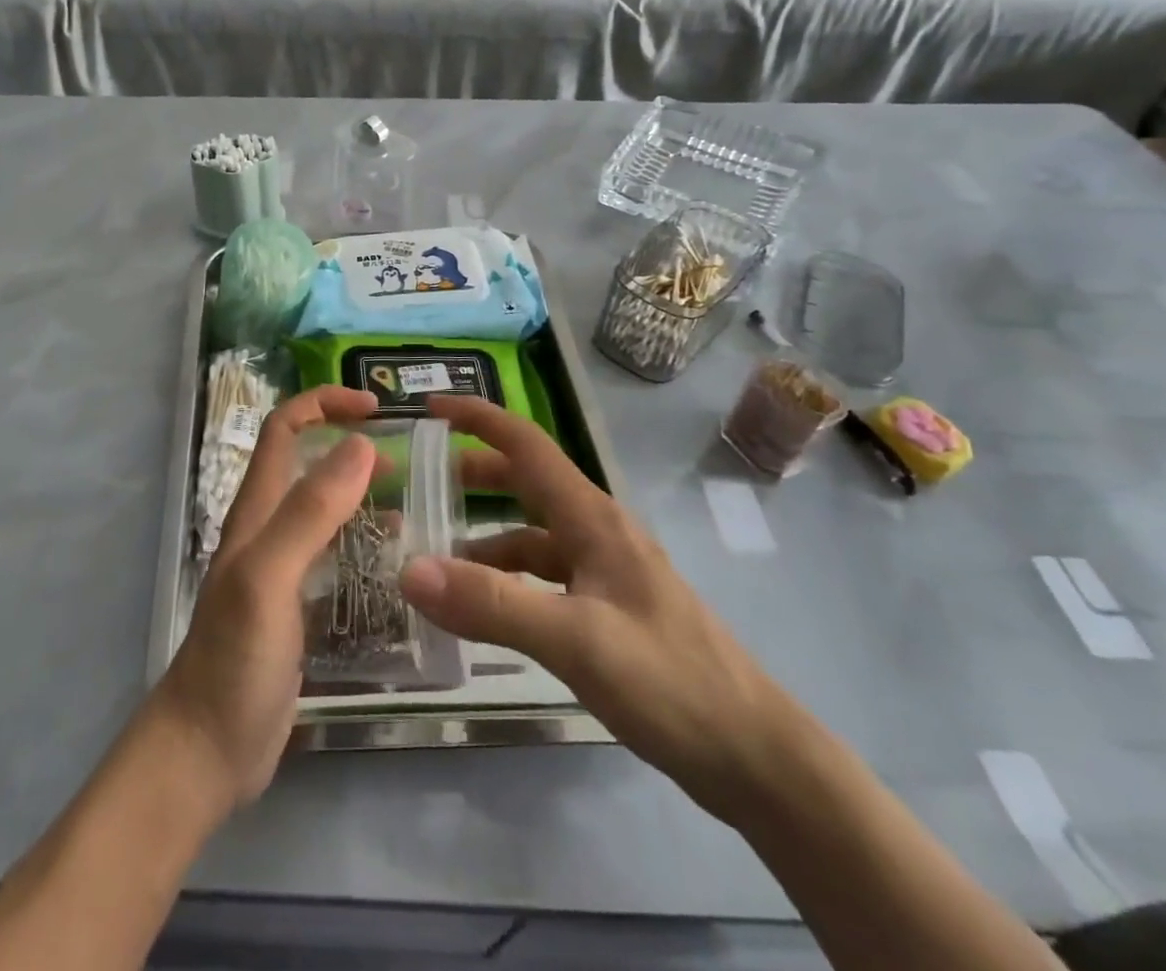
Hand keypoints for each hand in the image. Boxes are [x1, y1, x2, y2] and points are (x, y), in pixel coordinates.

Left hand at [150, 386, 378, 809]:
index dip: (323, 403)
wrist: (207, 750)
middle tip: (407, 455)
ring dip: (362, 490)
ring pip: (324, 508)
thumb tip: (358, 444)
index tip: (375, 407)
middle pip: (307, 463)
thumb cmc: (234, 660)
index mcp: (257, 511)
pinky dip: (365, 540)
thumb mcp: (269, 577)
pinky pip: (335, 555)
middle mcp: (268, 528)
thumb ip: (310, 512)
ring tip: (414, 497)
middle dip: (349, 442)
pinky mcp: (298, 605)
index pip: (284, 429)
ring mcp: (283, 568)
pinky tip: (398, 559)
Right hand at [399, 396, 797, 821]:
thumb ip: (492, 605)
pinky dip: (507, 581)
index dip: (479, 418)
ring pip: (532, 535)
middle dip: (475, 474)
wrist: (756, 758)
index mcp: (592, 518)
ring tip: (436, 558)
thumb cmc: (671, 682)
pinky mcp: (607, 610)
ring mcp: (605, 572)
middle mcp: (597, 533)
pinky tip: (484, 610)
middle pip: (527, 483)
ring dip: (484, 537)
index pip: (527, 444)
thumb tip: (409, 570)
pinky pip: (543, 578)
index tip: (431, 408)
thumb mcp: (575, 641)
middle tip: (422, 482)